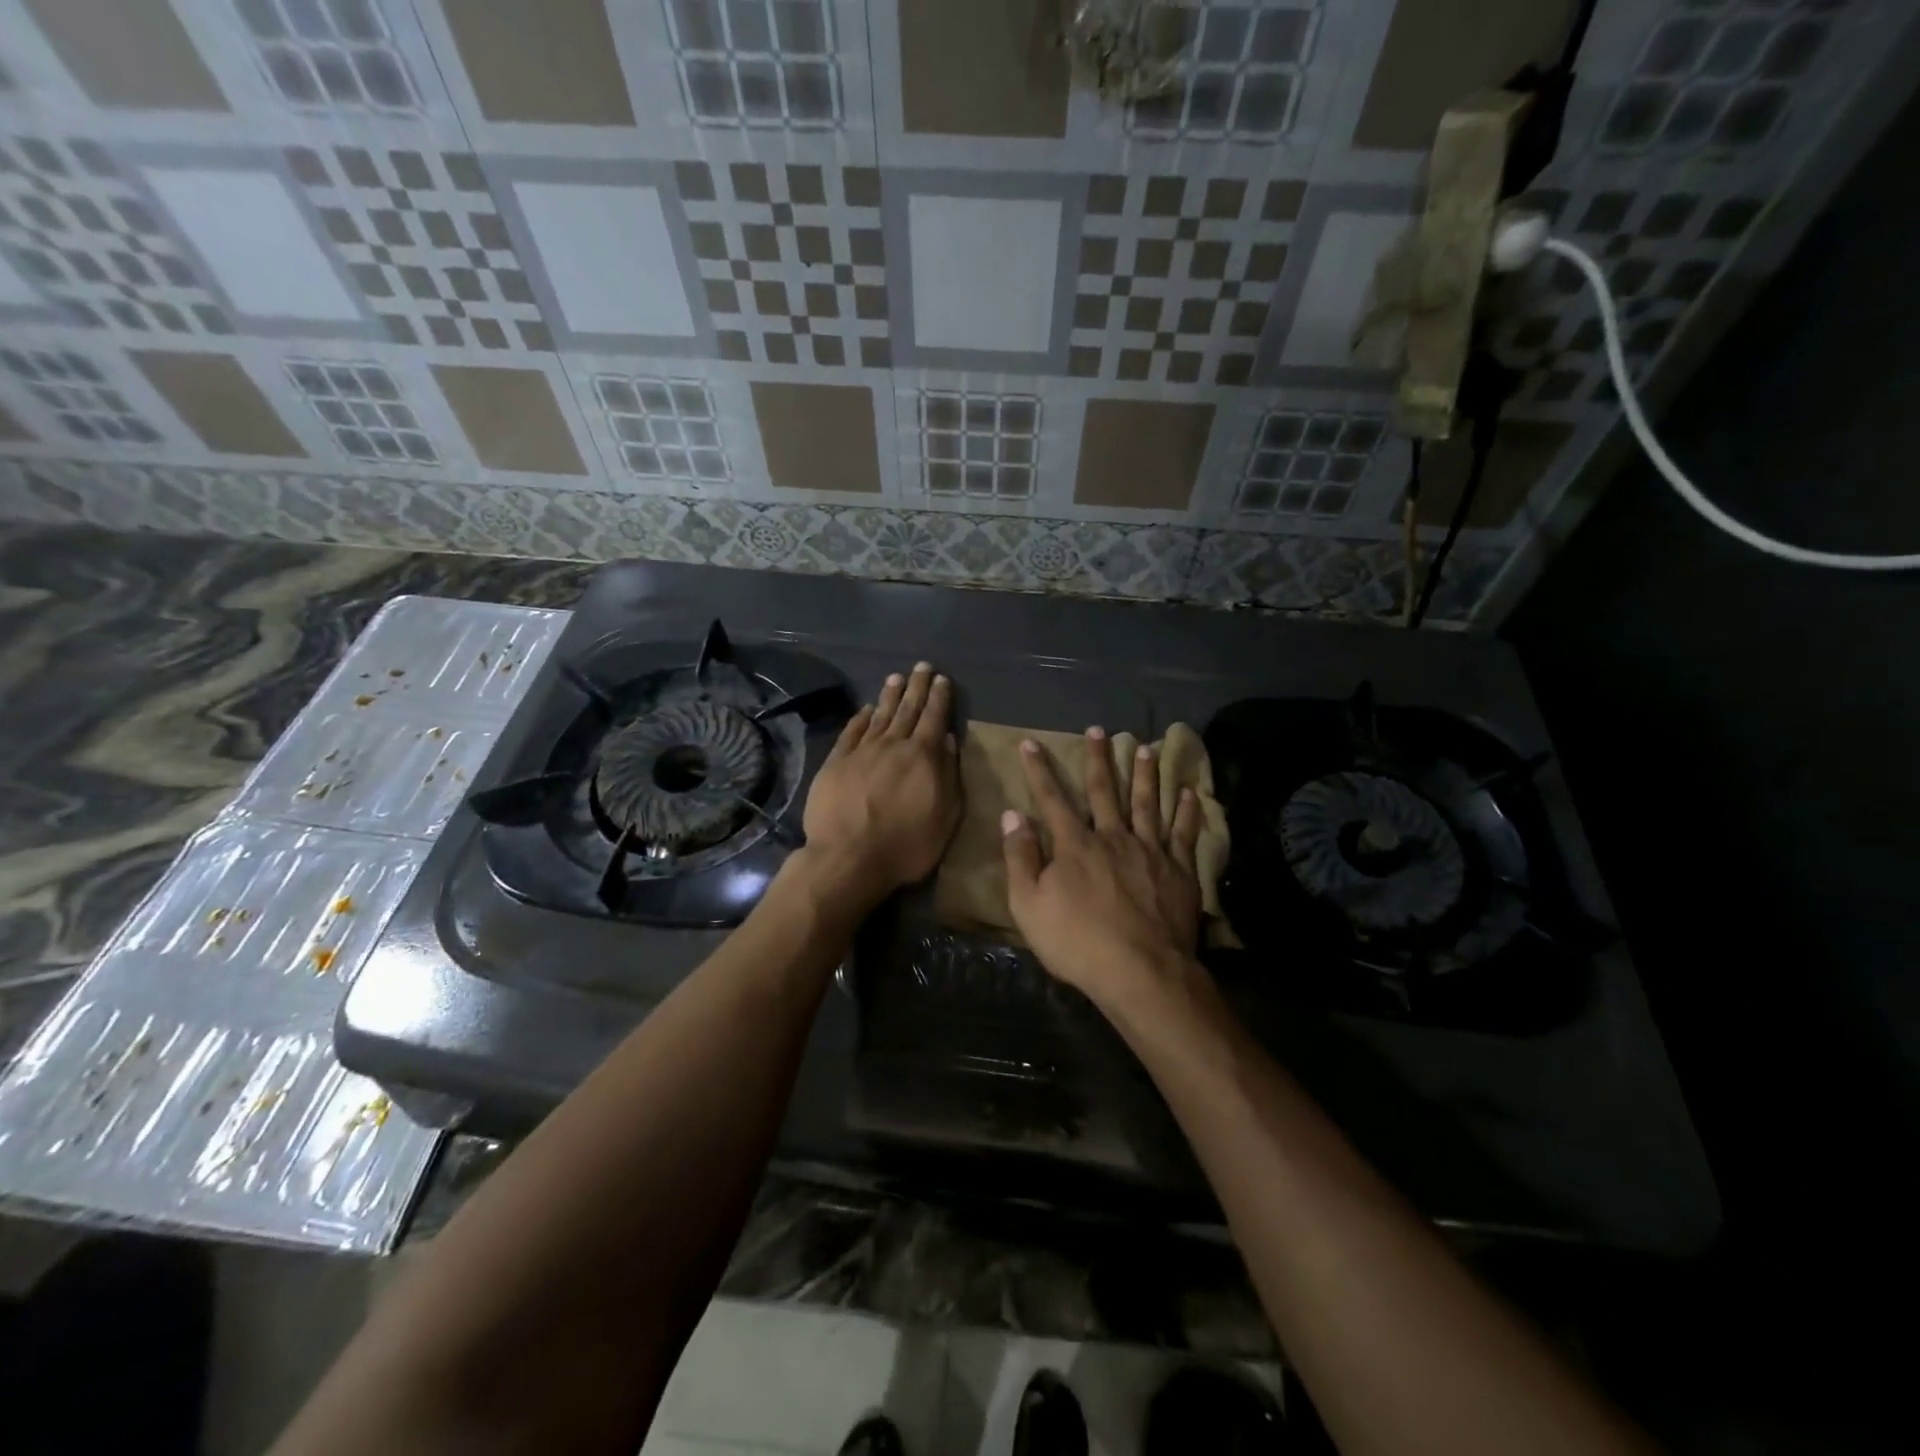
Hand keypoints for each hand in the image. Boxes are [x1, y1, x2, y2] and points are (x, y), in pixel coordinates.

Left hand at [799, 662, 960, 910]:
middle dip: (916, 687)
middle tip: (921, 666)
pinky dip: (860, 717)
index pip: (934, 718)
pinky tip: (866, 708)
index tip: (942, 678)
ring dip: (889, 695)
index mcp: (922, 756)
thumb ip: (948, 774)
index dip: (939, 697)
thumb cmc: (906, 845)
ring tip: (896, 677)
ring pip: (879, 715)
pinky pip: (851, 732)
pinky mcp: (836, 762)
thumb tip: (948, 739)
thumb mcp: (945, 816)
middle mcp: (892, 745)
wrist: (848, 858)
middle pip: (907, 709)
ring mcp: (861, 751)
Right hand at [1002, 728, 1203, 1009]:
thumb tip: (1012, 816)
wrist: (1140, 972)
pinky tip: (1189, 792)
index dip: (1039, 770)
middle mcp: (1112, 837)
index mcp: (1074, 845)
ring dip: (1145, 774)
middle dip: (1098, 759)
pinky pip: (1183, 833)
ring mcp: (1149, 851)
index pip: (1052, 799)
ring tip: (1146, 748)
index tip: (1031, 743)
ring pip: (1146, 803)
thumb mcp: (1029, 906)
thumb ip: (1020, 858)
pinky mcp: (1178, 870)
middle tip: (1099, 730)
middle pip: (1104, 791)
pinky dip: (1186, 811)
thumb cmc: (1077, 943)